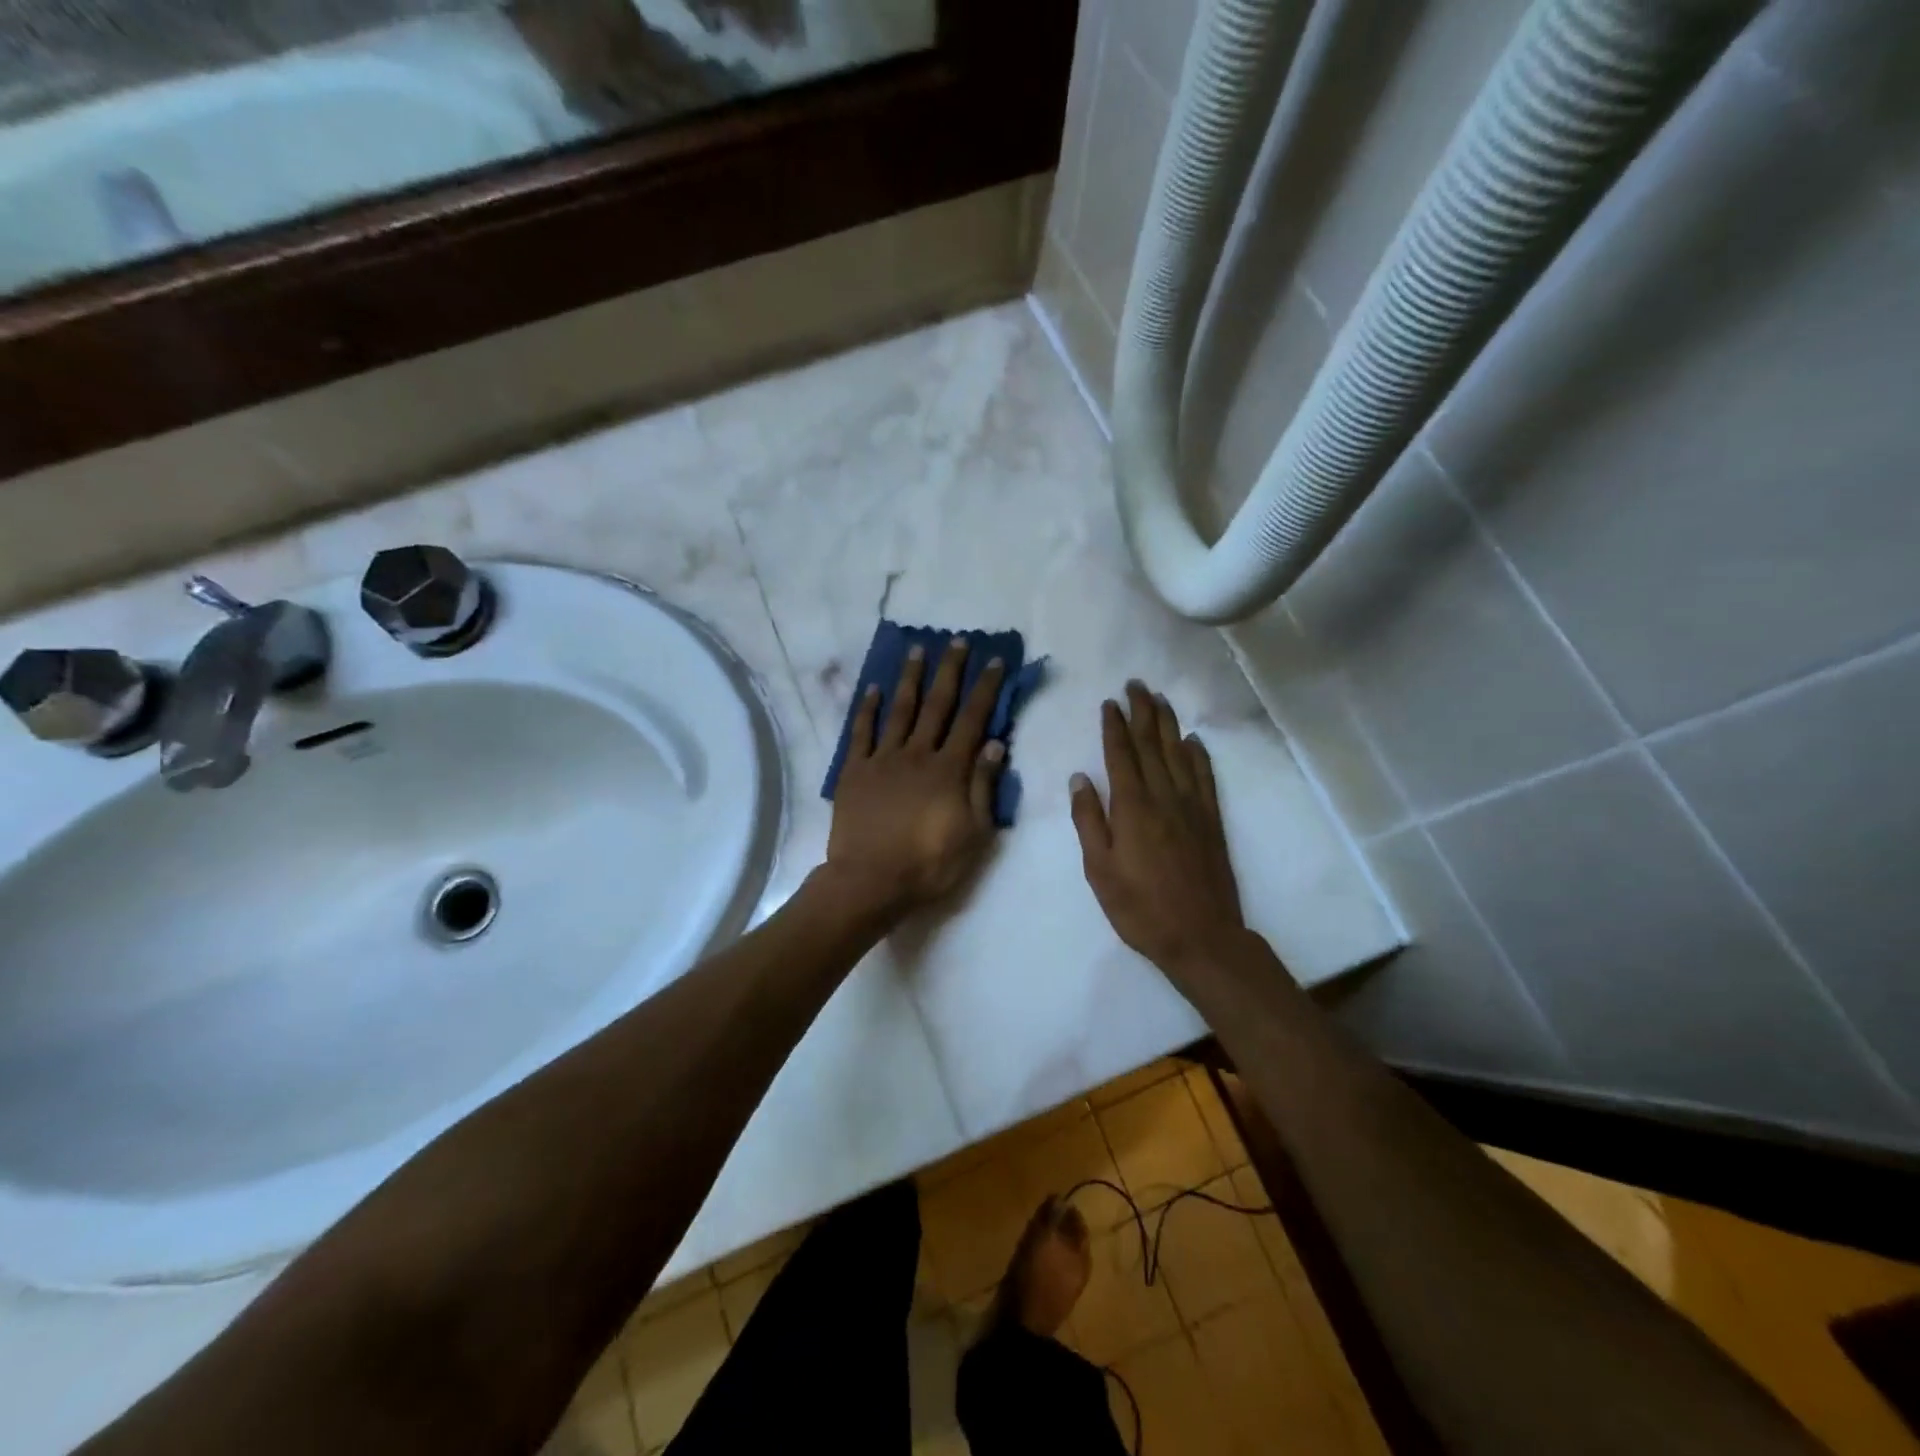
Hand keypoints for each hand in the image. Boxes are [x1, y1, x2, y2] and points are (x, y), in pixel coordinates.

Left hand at [822, 639, 1006, 920]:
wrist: (870, 881)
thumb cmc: (929, 863)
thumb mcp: (975, 833)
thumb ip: (983, 786)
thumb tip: (994, 742)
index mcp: (949, 769)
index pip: (973, 719)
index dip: (985, 688)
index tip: (995, 660)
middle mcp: (917, 753)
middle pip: (937, 704)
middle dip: (950, 670)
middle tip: (957, 640)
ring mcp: (883, 759)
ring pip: (900, 710)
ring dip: (910, 678)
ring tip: (917, 650)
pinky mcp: (855, 771)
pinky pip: (861, 732)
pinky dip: (867, 709)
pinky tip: (873, 689)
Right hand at [1071, 681, 1250, 981]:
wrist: (1201, 936)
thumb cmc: (1139, 907)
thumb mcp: (1099, 869)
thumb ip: (1088, 820)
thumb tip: (1080, 778)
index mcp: (1132, 807)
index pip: (1121, 755)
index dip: (1114, 726)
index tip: (1109, 702)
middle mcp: (1163, 797)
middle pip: (1152, 745)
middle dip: (1142, 712)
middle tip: (1136, 684)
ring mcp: (1192, 807)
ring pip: (1179, 754)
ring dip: (1168, 724)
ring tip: (1160, 699)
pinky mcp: (1211, 821)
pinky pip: (1204, 777)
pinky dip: (1198, 755)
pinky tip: (1193, 741)